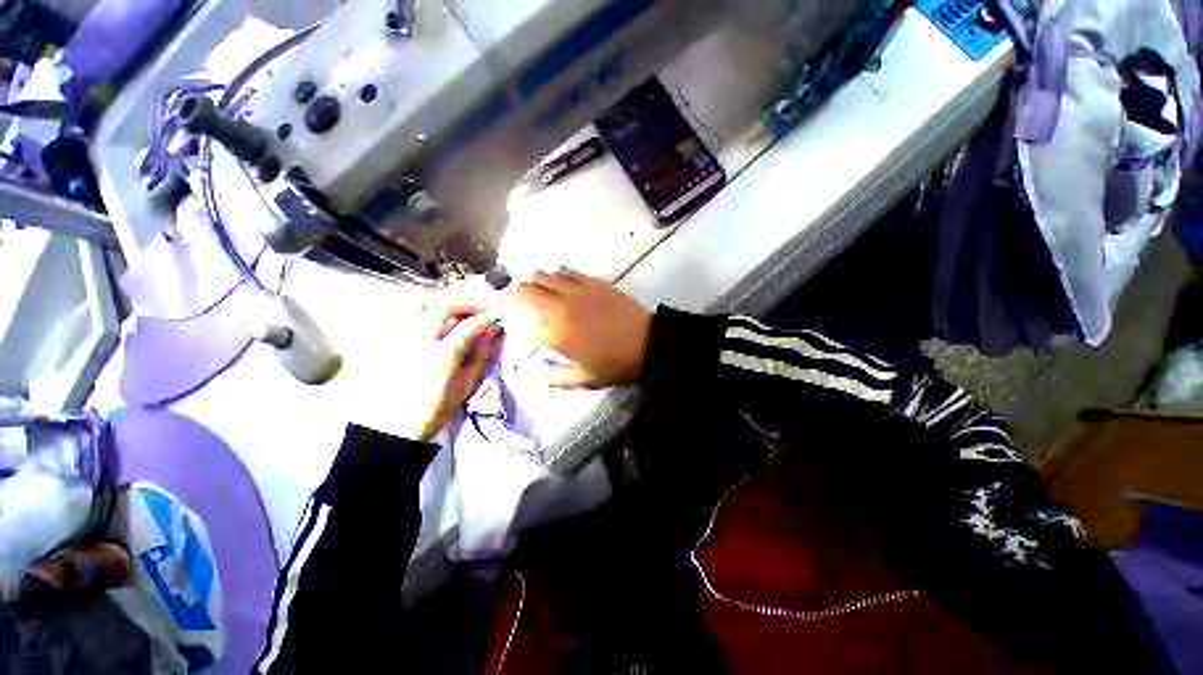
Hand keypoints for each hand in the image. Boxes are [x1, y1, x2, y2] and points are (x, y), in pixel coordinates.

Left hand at [394, 300, 502, 441]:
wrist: (397, 426)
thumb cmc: (436, 409)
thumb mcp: (465, 385)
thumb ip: (478, 357)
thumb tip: (488, 336)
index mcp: (443, 355)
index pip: (469, 326)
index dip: (486, 318)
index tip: (496, 318)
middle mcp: (421, 342)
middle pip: (443, 306)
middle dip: (465, 303)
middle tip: (479, 309)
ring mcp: (406, 341)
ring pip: (427, 311)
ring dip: (450, 309)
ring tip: (464, 317)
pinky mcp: (398, 345)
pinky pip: (418, 322)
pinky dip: (436, 319)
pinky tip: (445, 329)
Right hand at [512, 268, 651, 387]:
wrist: (647, 343)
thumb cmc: (614, 365)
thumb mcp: (582, 379)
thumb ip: (552, 376)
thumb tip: (533, 369)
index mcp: (556, 335)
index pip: (522, 323)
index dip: (517, 324)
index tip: (522, 328)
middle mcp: (560, 308)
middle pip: (524, 291)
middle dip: (514, 295)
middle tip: (518, 302)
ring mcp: (576, 291)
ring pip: (542, 275)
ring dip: (534, 282)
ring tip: (539, 292)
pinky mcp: (592, 281)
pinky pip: (565, 270)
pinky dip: (555, 275)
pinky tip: (560, 282)